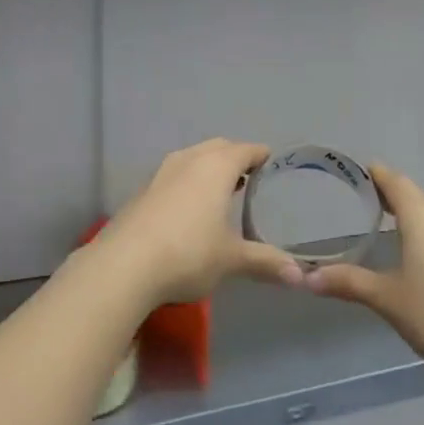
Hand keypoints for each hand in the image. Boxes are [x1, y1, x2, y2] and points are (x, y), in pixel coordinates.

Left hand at [97, 139, 303, 305]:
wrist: (123, 265)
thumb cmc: (188, 253)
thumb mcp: (231, 259)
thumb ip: (265, 262)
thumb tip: (299, 276)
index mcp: (216, 167)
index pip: (245, 149)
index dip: (260, 155)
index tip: (272, 162)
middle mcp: (188, 160)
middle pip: (217, 148)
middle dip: (234, 157)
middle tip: (250, 177)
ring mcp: (161, 174)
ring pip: (192, 159)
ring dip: (208, 168)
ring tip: (221, 191)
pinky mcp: (141, 192)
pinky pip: (173, 176)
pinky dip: (187, 183)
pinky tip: (189, 209)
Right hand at [306, 164, 423, 387]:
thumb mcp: (388, 299)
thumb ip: (349, 283)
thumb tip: (307, 278)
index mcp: (420, 214)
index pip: (394, 181)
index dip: (376, 176)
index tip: (360, 175)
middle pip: (417, 194)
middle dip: (396, 198)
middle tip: (373, 209)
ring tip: (406, 229)